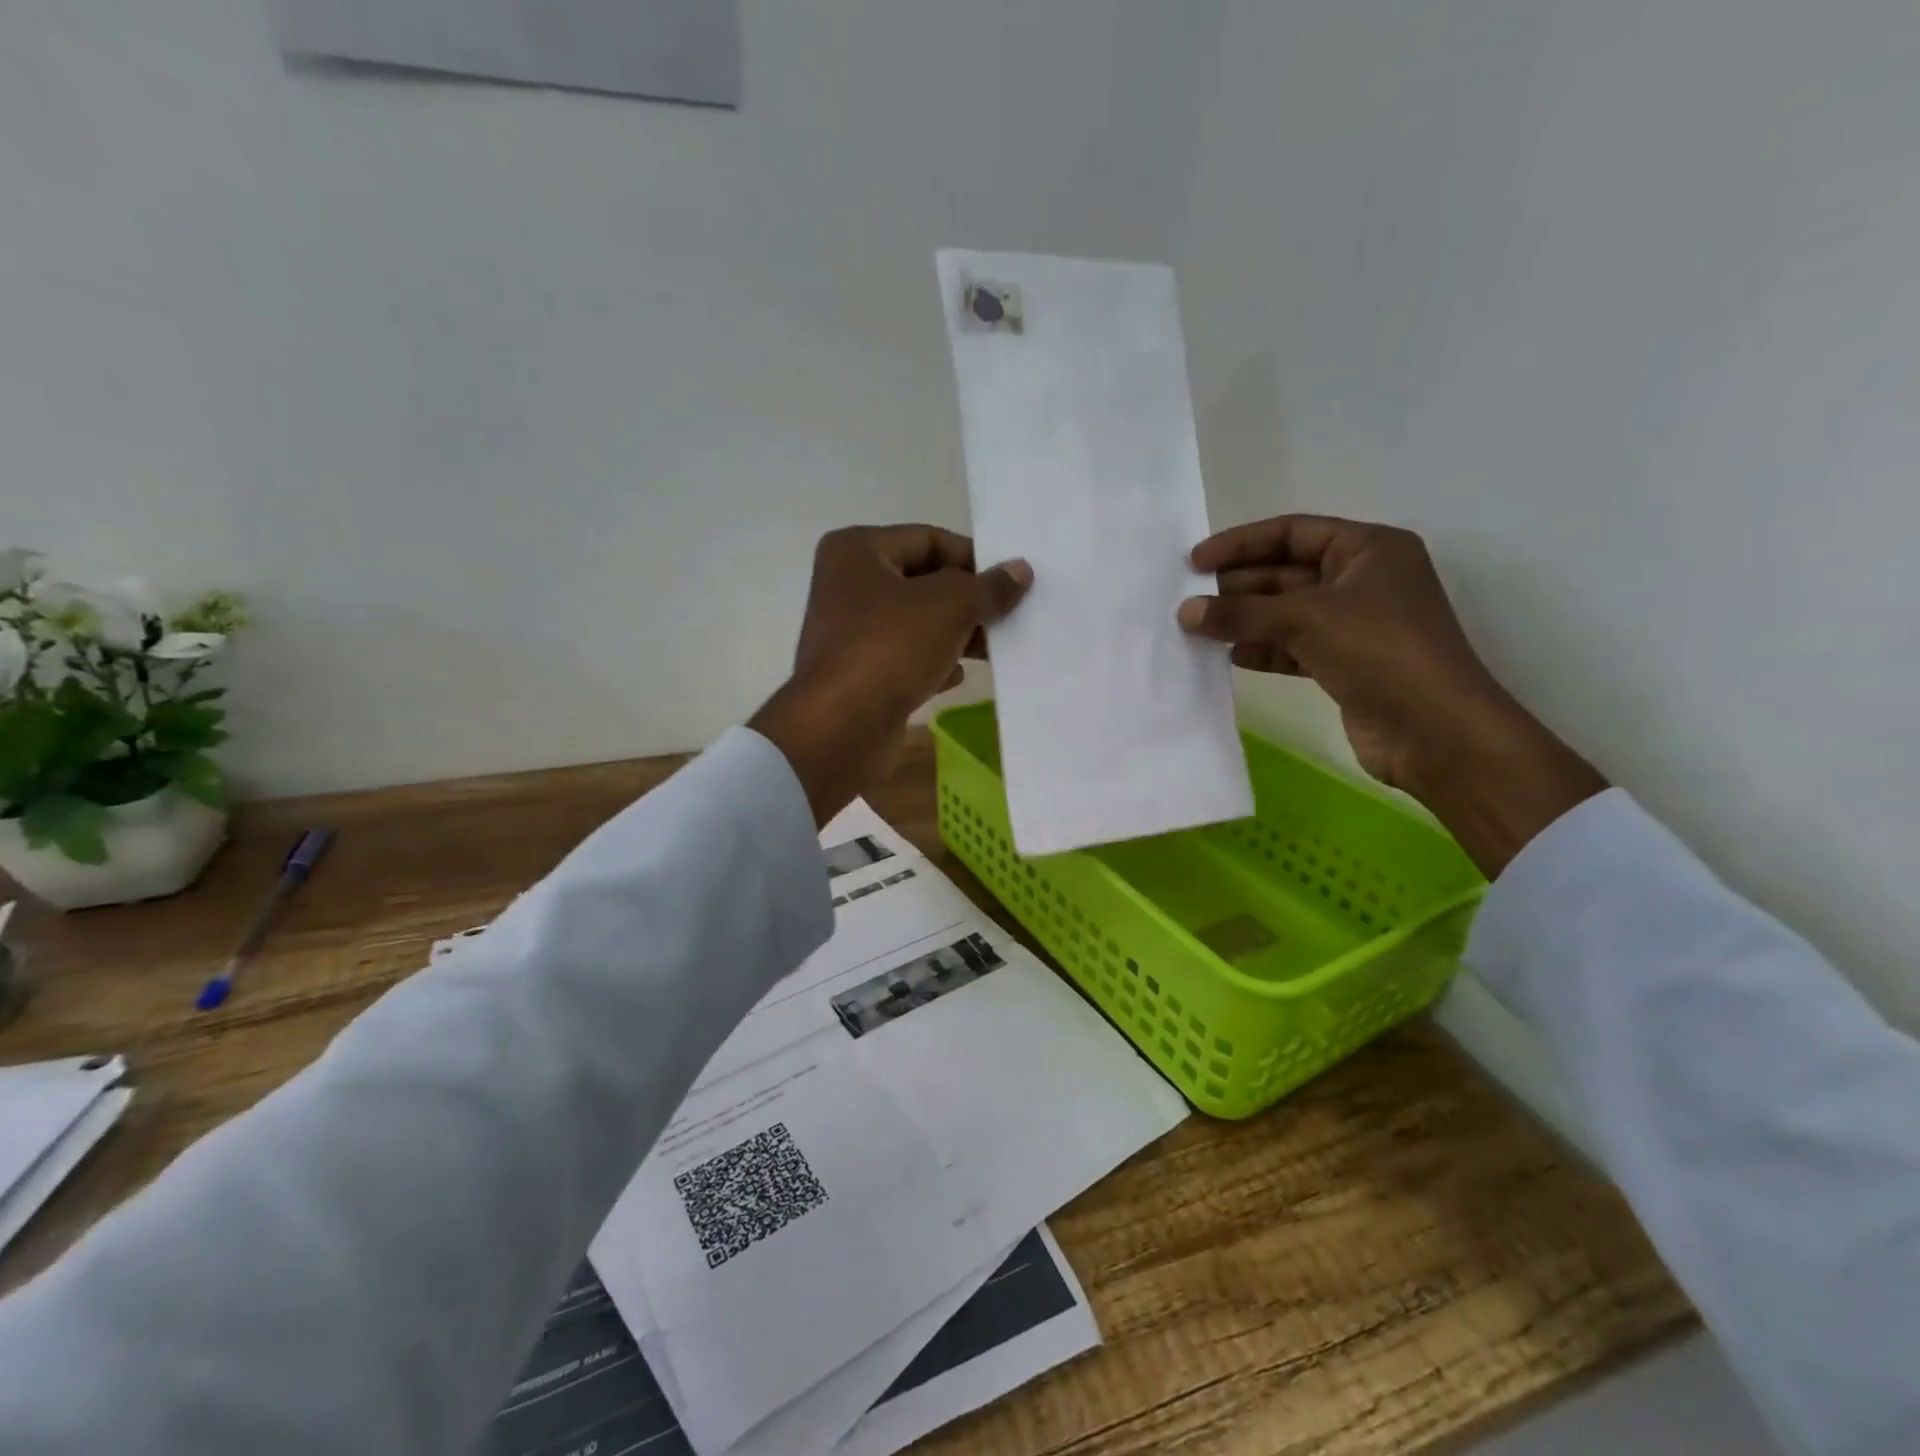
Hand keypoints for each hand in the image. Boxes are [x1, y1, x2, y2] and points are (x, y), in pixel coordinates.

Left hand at [750, 525, 1030, 824]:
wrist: (841, 728)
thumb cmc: (891, 648)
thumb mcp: (950, 607)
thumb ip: (988, 587)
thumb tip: (1020, 570)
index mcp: (857, 551)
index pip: (929, 539)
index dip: (973, 558)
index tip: (1011, 582)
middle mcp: (847, 585)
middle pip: (922, 581)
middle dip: (967, 599)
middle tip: (1010, 616)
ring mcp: (850, 633)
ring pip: (916, 622)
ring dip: (956, 633)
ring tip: (996, 647)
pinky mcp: (858, 674)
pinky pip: (905, 658)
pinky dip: (933, 663)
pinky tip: (959, 675)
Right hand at [1178, 514, 1605, 874]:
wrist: (1434, 730)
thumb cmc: (1379, 651)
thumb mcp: (1306, 619)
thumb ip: (1241, 613)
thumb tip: (1185, 611)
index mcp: (1368, 549)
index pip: (1292, 532)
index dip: (1241, 543)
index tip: (1195, 561)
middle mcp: (1363, 580)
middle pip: (1286, 573)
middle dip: (1238, 586)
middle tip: (1190, 600)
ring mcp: (1355, 625)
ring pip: (1286, 613)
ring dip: (1245, 620)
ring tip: (1198, 629)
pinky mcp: (1345, 664)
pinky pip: (1292, 647)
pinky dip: (1262, 649)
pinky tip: (1230, 656)